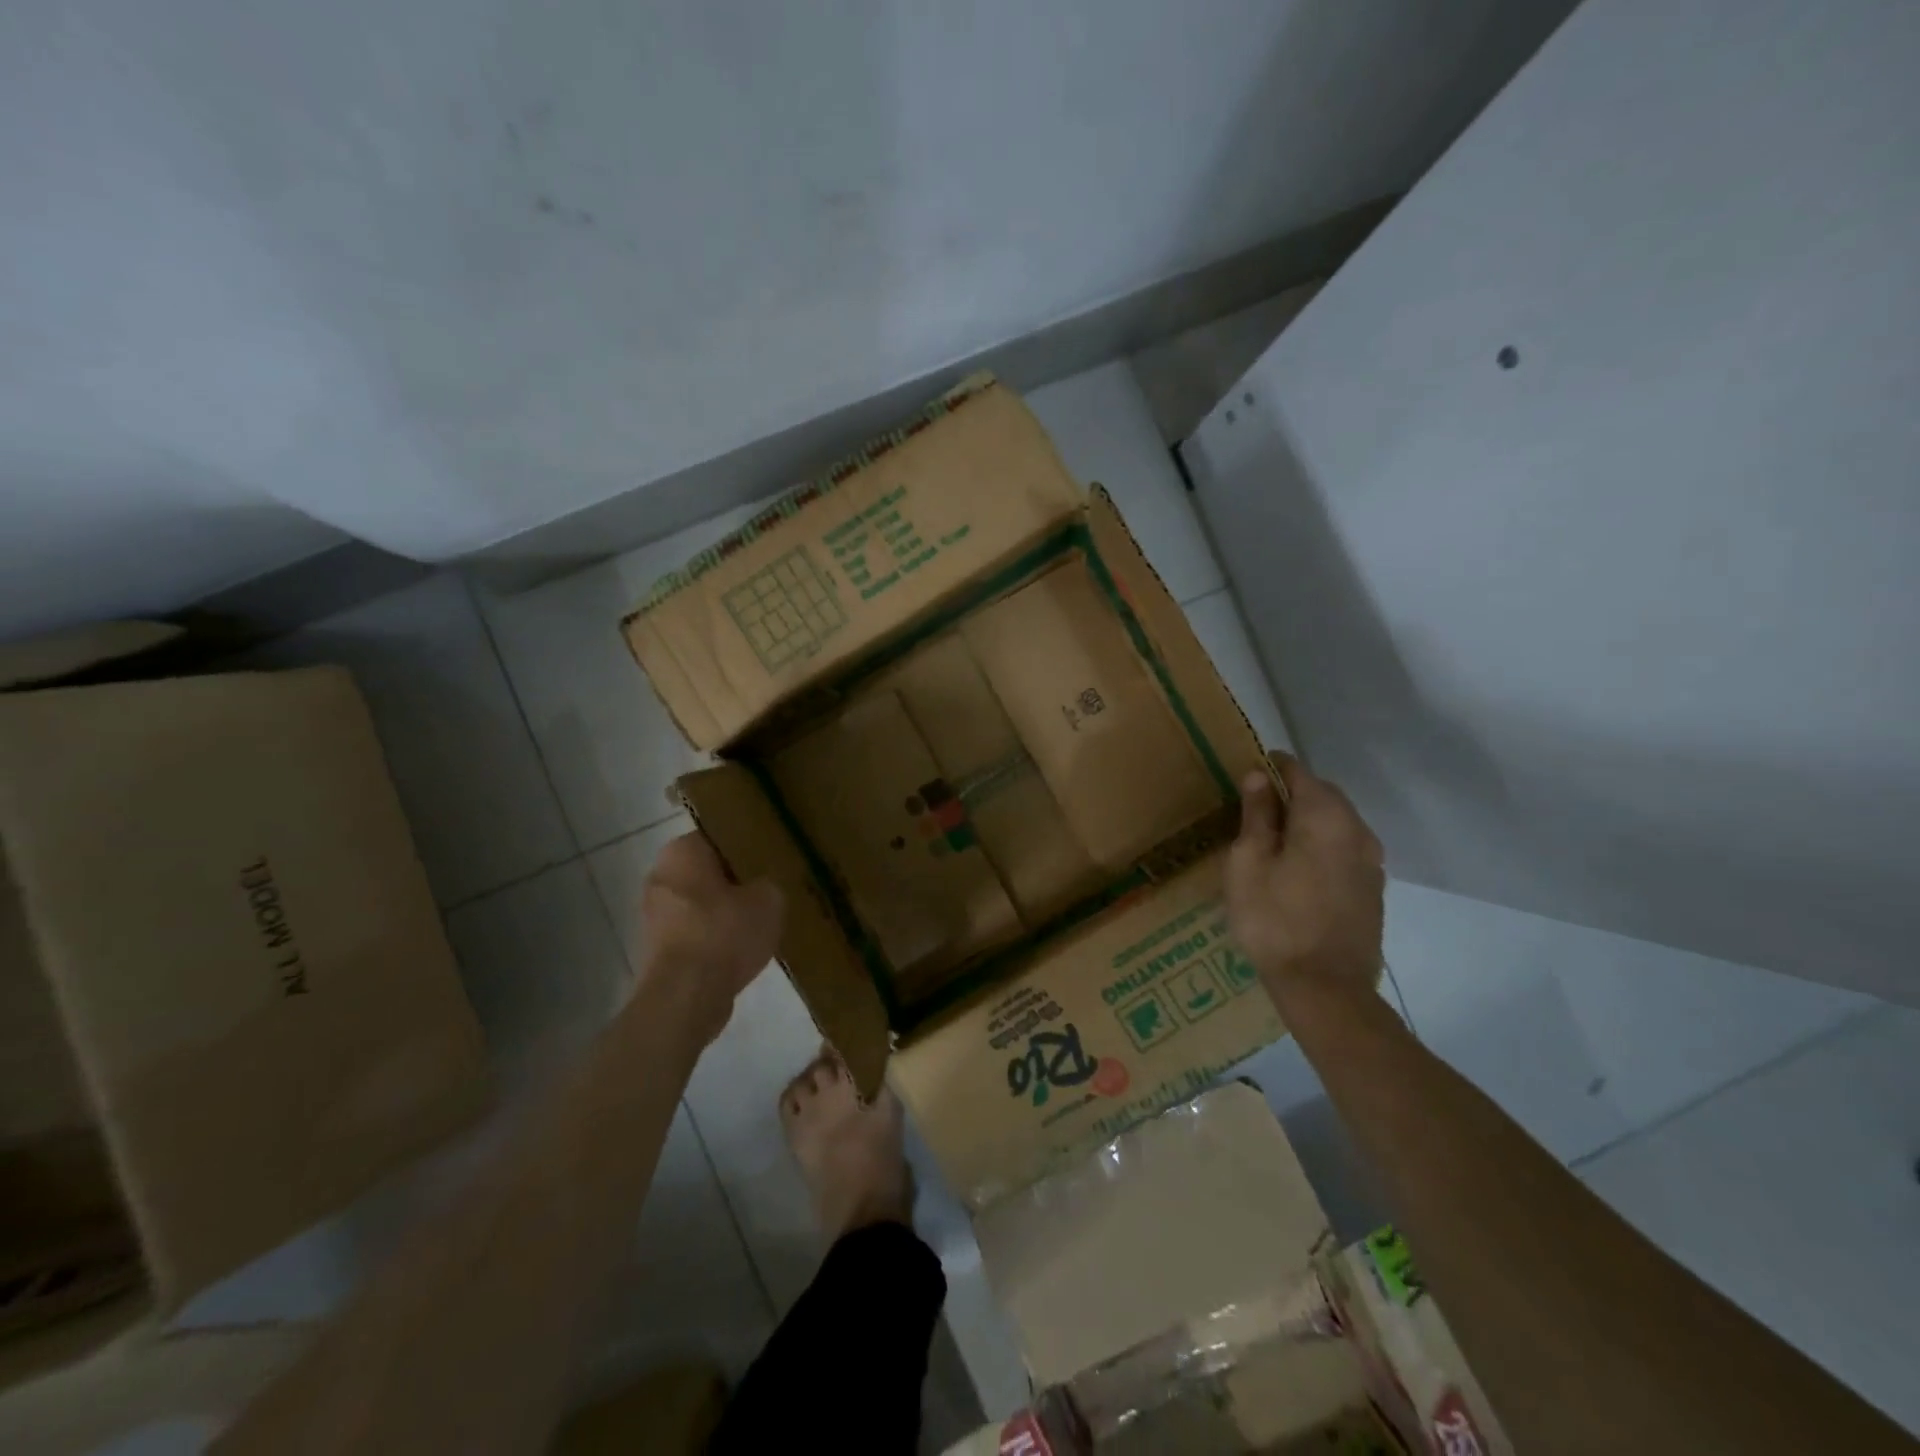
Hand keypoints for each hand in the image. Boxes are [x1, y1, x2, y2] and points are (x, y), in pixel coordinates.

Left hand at [640, 834, 784, 1041]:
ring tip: (759, 922)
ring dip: (723, 911)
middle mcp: (660, 876)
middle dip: (734, 880)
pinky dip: (713, 938)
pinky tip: (740, 949)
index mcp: (682, 851)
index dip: (747, 847)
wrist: (686, 996)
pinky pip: (694, 932)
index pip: (719, 836)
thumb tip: (762, 888)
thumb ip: (768, 883)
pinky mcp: (656, 949)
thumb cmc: (725, 933)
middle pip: (707, 871)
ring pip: (699, 903)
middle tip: (768, 889)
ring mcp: (653, 915)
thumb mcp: (769, 898)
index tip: (770, 859)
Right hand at [1227, 755, 1384, 1010]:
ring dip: (1307, 821)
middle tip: (1253, 810)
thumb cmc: (1273, 919)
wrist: (1325, 988)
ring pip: (1336, 822)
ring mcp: (1371, 860)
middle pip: (1322, 794)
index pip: (1297, 771)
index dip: (1270, 768)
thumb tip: (1259, 775)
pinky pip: (1344, 848)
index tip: (1245, 776)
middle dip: (1290, 794)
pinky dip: (1321, 845)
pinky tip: (1298, 868)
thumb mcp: (1248, 862)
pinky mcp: (1373, 887)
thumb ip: (1256, 815)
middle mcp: (1357, 829)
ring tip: (1272, 840)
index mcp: (1325, 815)